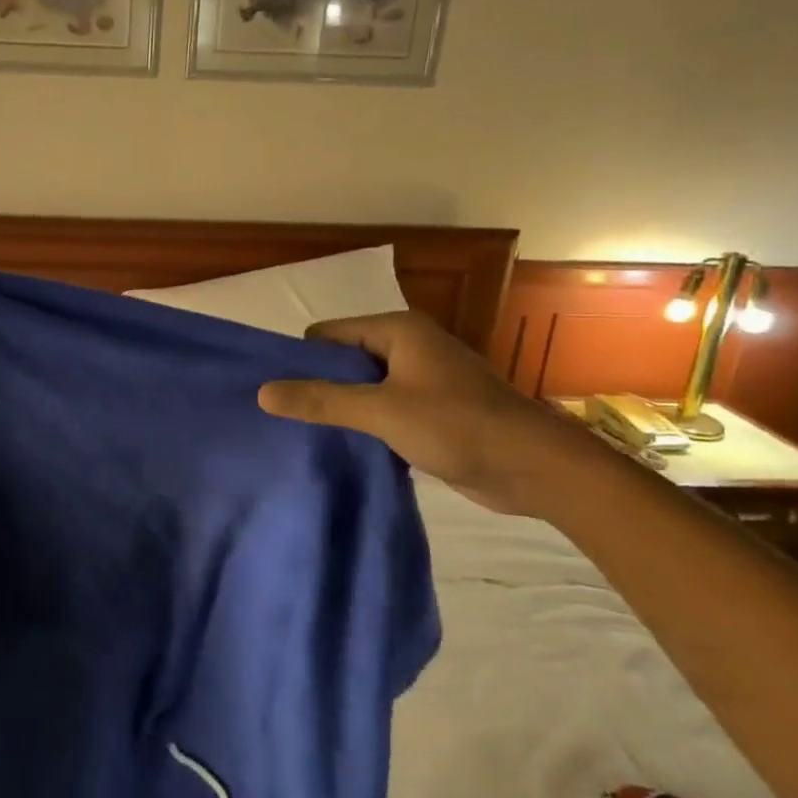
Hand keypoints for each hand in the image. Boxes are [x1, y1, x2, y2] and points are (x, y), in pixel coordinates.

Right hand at [257, 311, 584, 514]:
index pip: (328, 334)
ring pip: (364, 387)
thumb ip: (321, 400)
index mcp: (398, 330)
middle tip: (285, 419)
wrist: (535, 467)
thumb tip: (263, 392)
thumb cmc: (457, 425)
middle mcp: (408, 346)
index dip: (301, 360)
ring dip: (341, 408)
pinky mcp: (432, 410)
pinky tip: (344, 447)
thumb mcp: (381, 411)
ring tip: (306, 435)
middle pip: (345, 359)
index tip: (277, 393)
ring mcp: (422, 379)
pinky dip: (364, 423)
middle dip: (318, 385)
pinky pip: (383, 408)